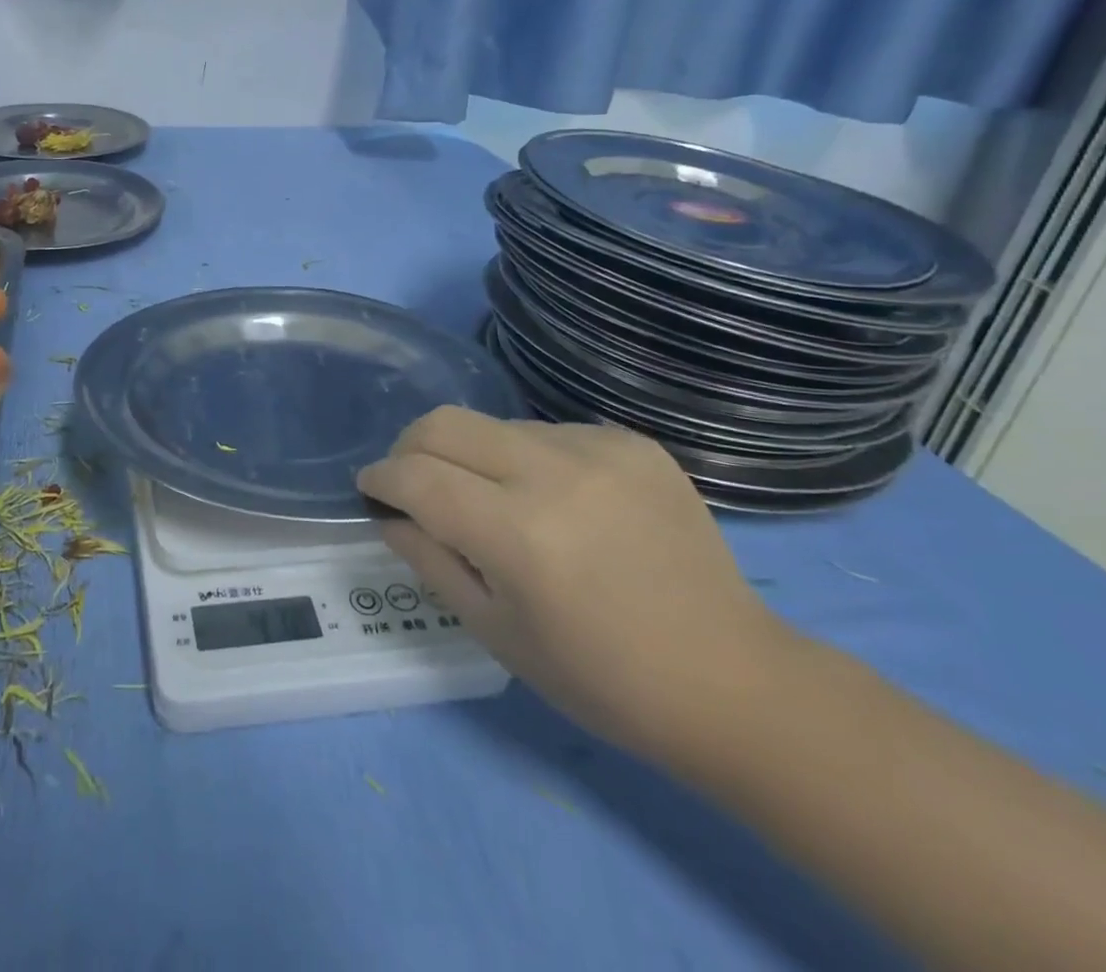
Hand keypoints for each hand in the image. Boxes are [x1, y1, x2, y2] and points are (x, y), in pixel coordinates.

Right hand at [358, 407, 795, 761]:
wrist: (734, 682)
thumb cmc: (601, 678)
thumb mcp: (494, 631)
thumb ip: (428, 559)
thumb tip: (387, 511)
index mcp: (518, 533)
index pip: (415, 475)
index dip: (380, 478)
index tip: (371, 489)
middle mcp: (555, 473)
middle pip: (444, 423)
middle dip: (410, 448)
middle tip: (413, 484)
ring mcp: (600, 449)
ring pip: (494, 425)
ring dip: (473, 457)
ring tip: (496, 504)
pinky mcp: (634, 443)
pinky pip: (548, 432)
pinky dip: (527, 460)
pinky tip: (556, 502)